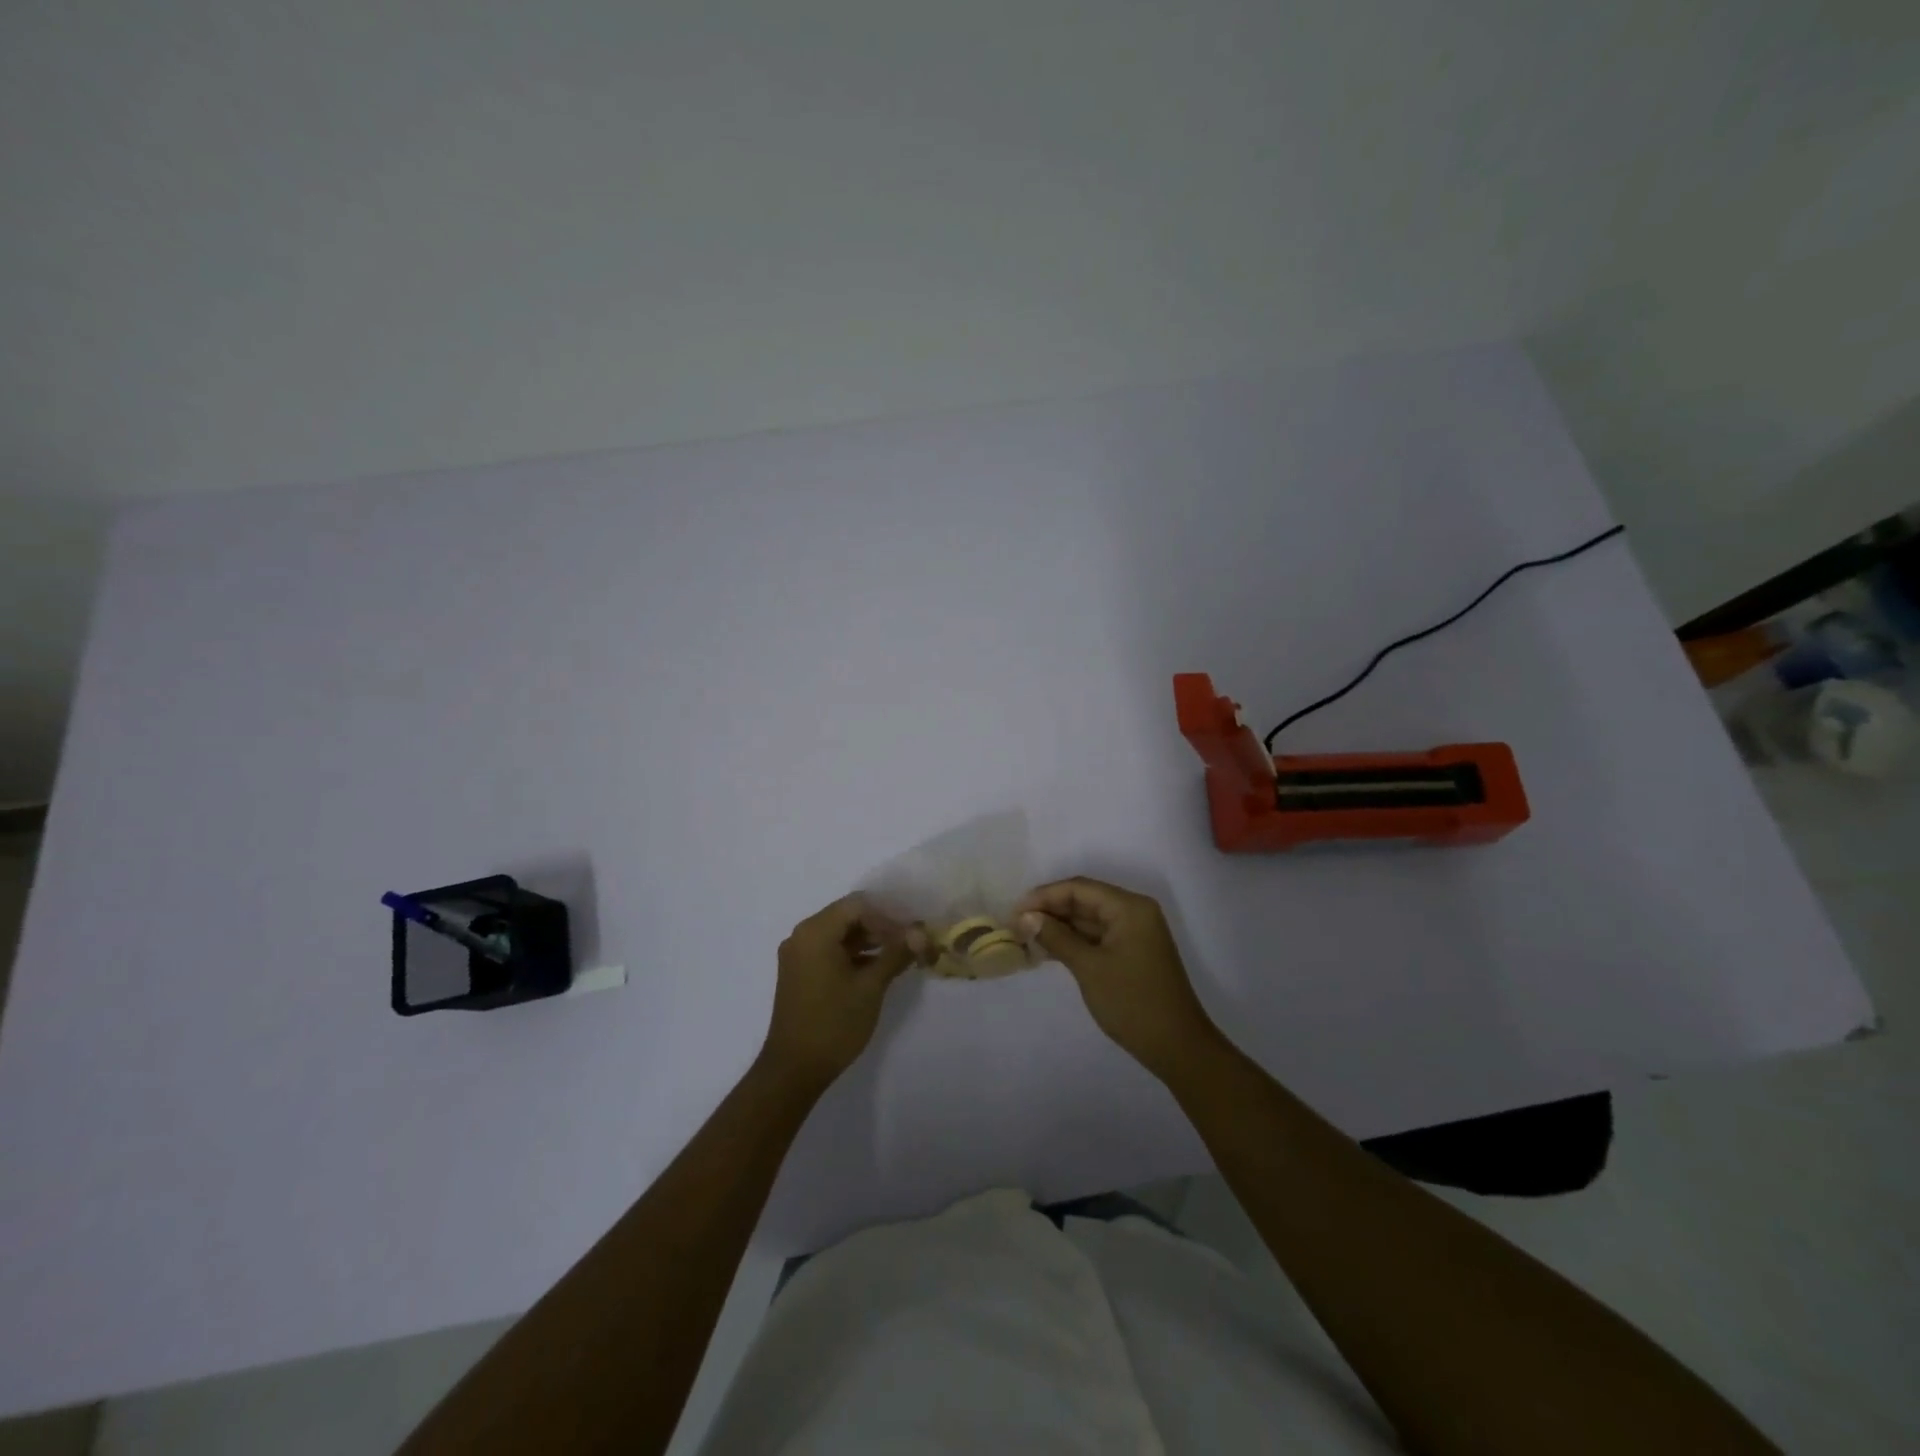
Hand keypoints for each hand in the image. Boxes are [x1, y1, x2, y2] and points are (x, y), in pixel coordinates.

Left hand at [761, 895, 914, 1092]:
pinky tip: (877, 970)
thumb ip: (896, 953)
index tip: (910, 935)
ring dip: (869, 941)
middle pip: (847, 916)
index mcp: (815, 931)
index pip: (858, 905)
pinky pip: (829, 950)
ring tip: (898, 957)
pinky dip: (853, 955)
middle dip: (880, 927)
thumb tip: (921, 933)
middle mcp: (802, 936)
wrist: (794, 1070)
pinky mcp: (799, 973)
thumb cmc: (833, 1023)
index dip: (887, 916)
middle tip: (909, 945)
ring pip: (839, 934)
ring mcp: (798, 955)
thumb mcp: (871, 986)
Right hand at [1016, 877, 1218, 1077]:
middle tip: (1015, 925)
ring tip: (1025, 938)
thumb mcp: (1089, 968)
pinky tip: (1048, 950)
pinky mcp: (1132, 953)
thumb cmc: (1133, 1002)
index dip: (1044, 896)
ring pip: (1089, 920)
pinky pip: (1097, 937)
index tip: (1014, 911)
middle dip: (1050, 911)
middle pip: (1084, 900)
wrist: (1177, 1047)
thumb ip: (1056, 937)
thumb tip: (1025, 917)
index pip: (1079, 888)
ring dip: (1059, 927)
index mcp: (1129, 907)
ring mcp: (1134, 933)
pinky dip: (1074, 942)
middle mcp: (1134, 912)